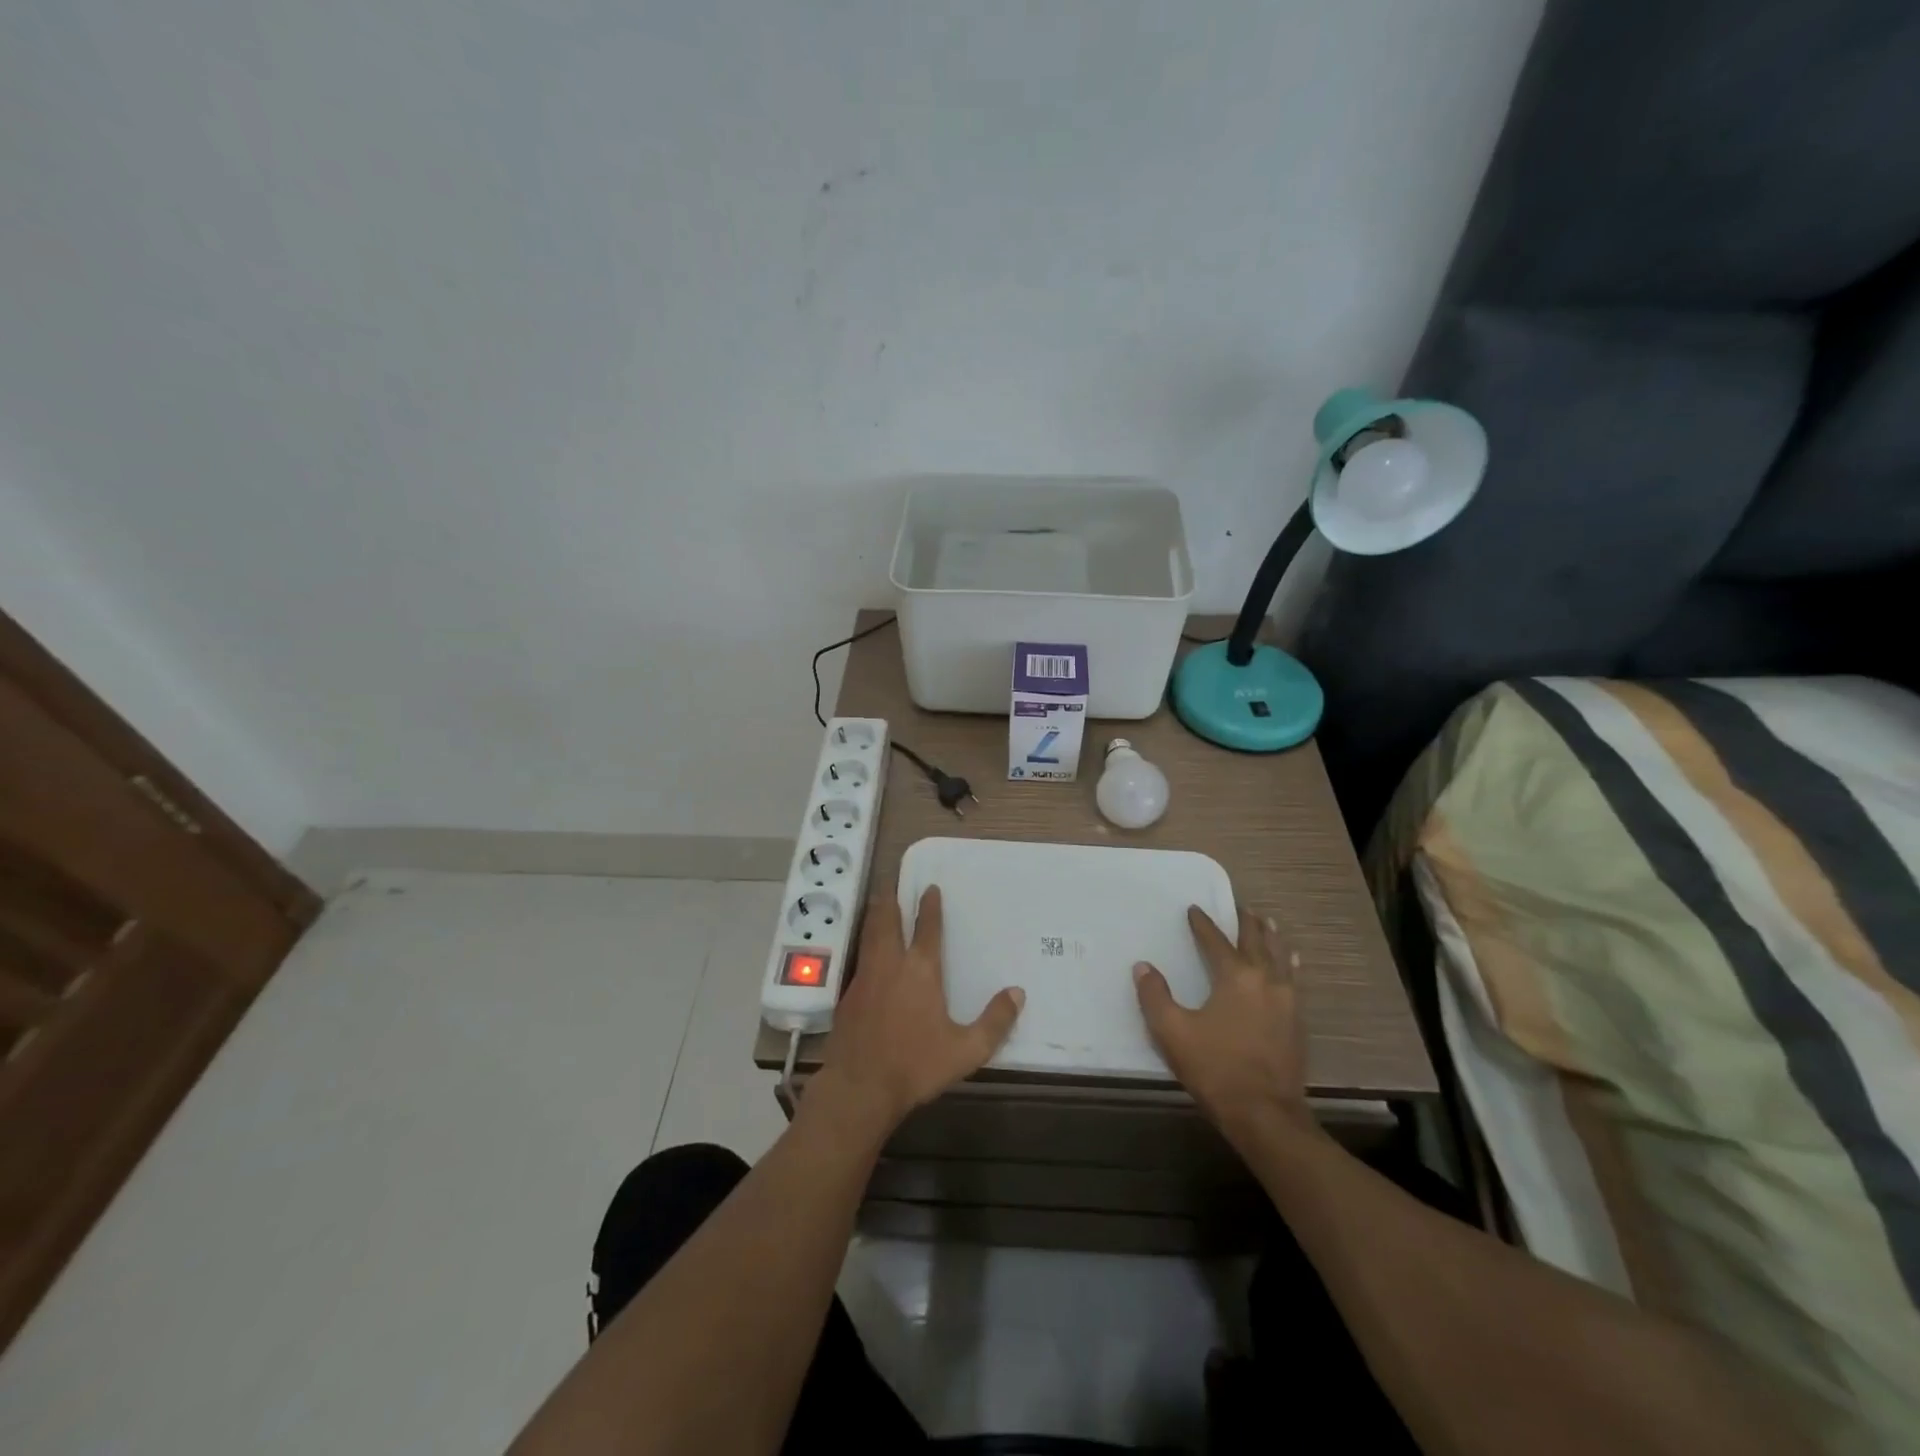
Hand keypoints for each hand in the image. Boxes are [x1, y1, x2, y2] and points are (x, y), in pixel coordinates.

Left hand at [813, 886, 1024, 1135]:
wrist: (859, 1089)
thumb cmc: (915, 1066)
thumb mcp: (966, 1050)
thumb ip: (994, 1021)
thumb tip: (1017, 993)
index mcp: (921, 971)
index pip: (927, 928)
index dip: (930, 906)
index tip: (930, 888)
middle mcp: (890, 965)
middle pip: (887, 921)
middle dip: (890, 899)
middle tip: (891, 882)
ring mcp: (864, 979)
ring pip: (869, 936)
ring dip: (874, 916)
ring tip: (877, 904)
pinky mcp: (846, 997)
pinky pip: (858, 960)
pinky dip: (865, 945)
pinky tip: (866, 954)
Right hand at [1134, 904, 1310, 1149]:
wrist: (1266, 1115)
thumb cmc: (1216, 1069)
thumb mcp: (1172, 1032)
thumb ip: (1154, 996)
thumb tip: (1143, 967)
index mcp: (1235, 977)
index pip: (1216, 941)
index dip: (1202, 924)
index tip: (1194, 909)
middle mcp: (1265, 980)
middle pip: (1256, 942)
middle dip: (1246, 922)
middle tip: (1240, 907)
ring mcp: (1287, 1002)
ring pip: (1281, 958)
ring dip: (1272, 938)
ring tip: (1268, 923)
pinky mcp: (1298, 1023)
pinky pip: (1294, 980)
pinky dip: (1289, 964)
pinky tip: (1292, 964)